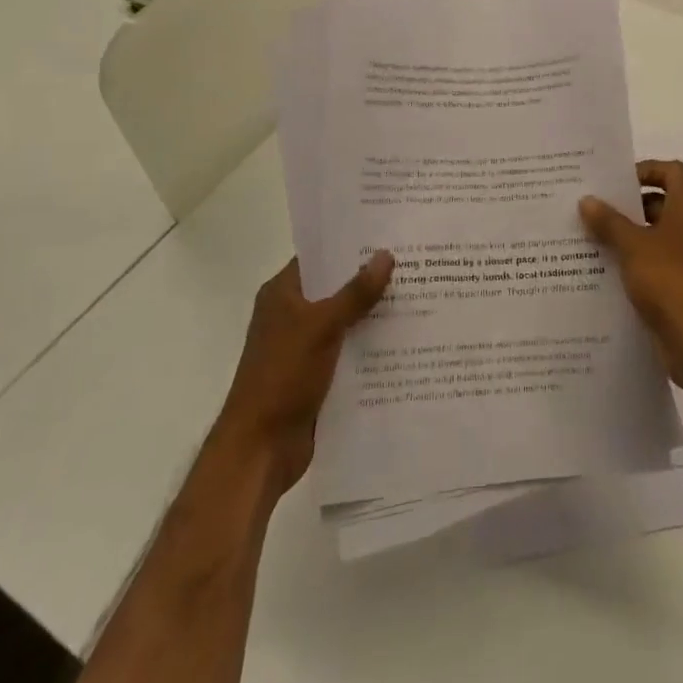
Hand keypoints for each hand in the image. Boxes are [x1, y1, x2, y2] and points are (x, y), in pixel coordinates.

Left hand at [214, 252, 393, 500]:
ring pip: (347, 320)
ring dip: (376, 313)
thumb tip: (386, 254)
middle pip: (337, 288)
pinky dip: (373, 345)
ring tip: (421, 294)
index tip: (388, 232)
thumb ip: (355, 292)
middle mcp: (292, 315)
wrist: (260, 450)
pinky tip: (408, 338)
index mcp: (282, 294)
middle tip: (416, 261)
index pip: (320, 257)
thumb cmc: (282, 377)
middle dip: (371, 278)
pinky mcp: (319, 375)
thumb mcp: (321, 327)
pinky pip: (351, 350)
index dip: (350, 244)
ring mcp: (305, 346)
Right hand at [580, 160, 682, 395]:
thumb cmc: (672, 281)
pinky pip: (655, 264)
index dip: (645, 169)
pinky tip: (603, 271)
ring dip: (627, 236)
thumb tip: (587, 200)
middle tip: (592, 208)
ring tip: (589, 238)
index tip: (614, 182)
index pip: (672, 171)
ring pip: (656, 236)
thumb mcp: (633, 247)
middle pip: (661, 202)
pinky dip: (634, 263)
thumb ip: (609, 222)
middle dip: (628, 205)